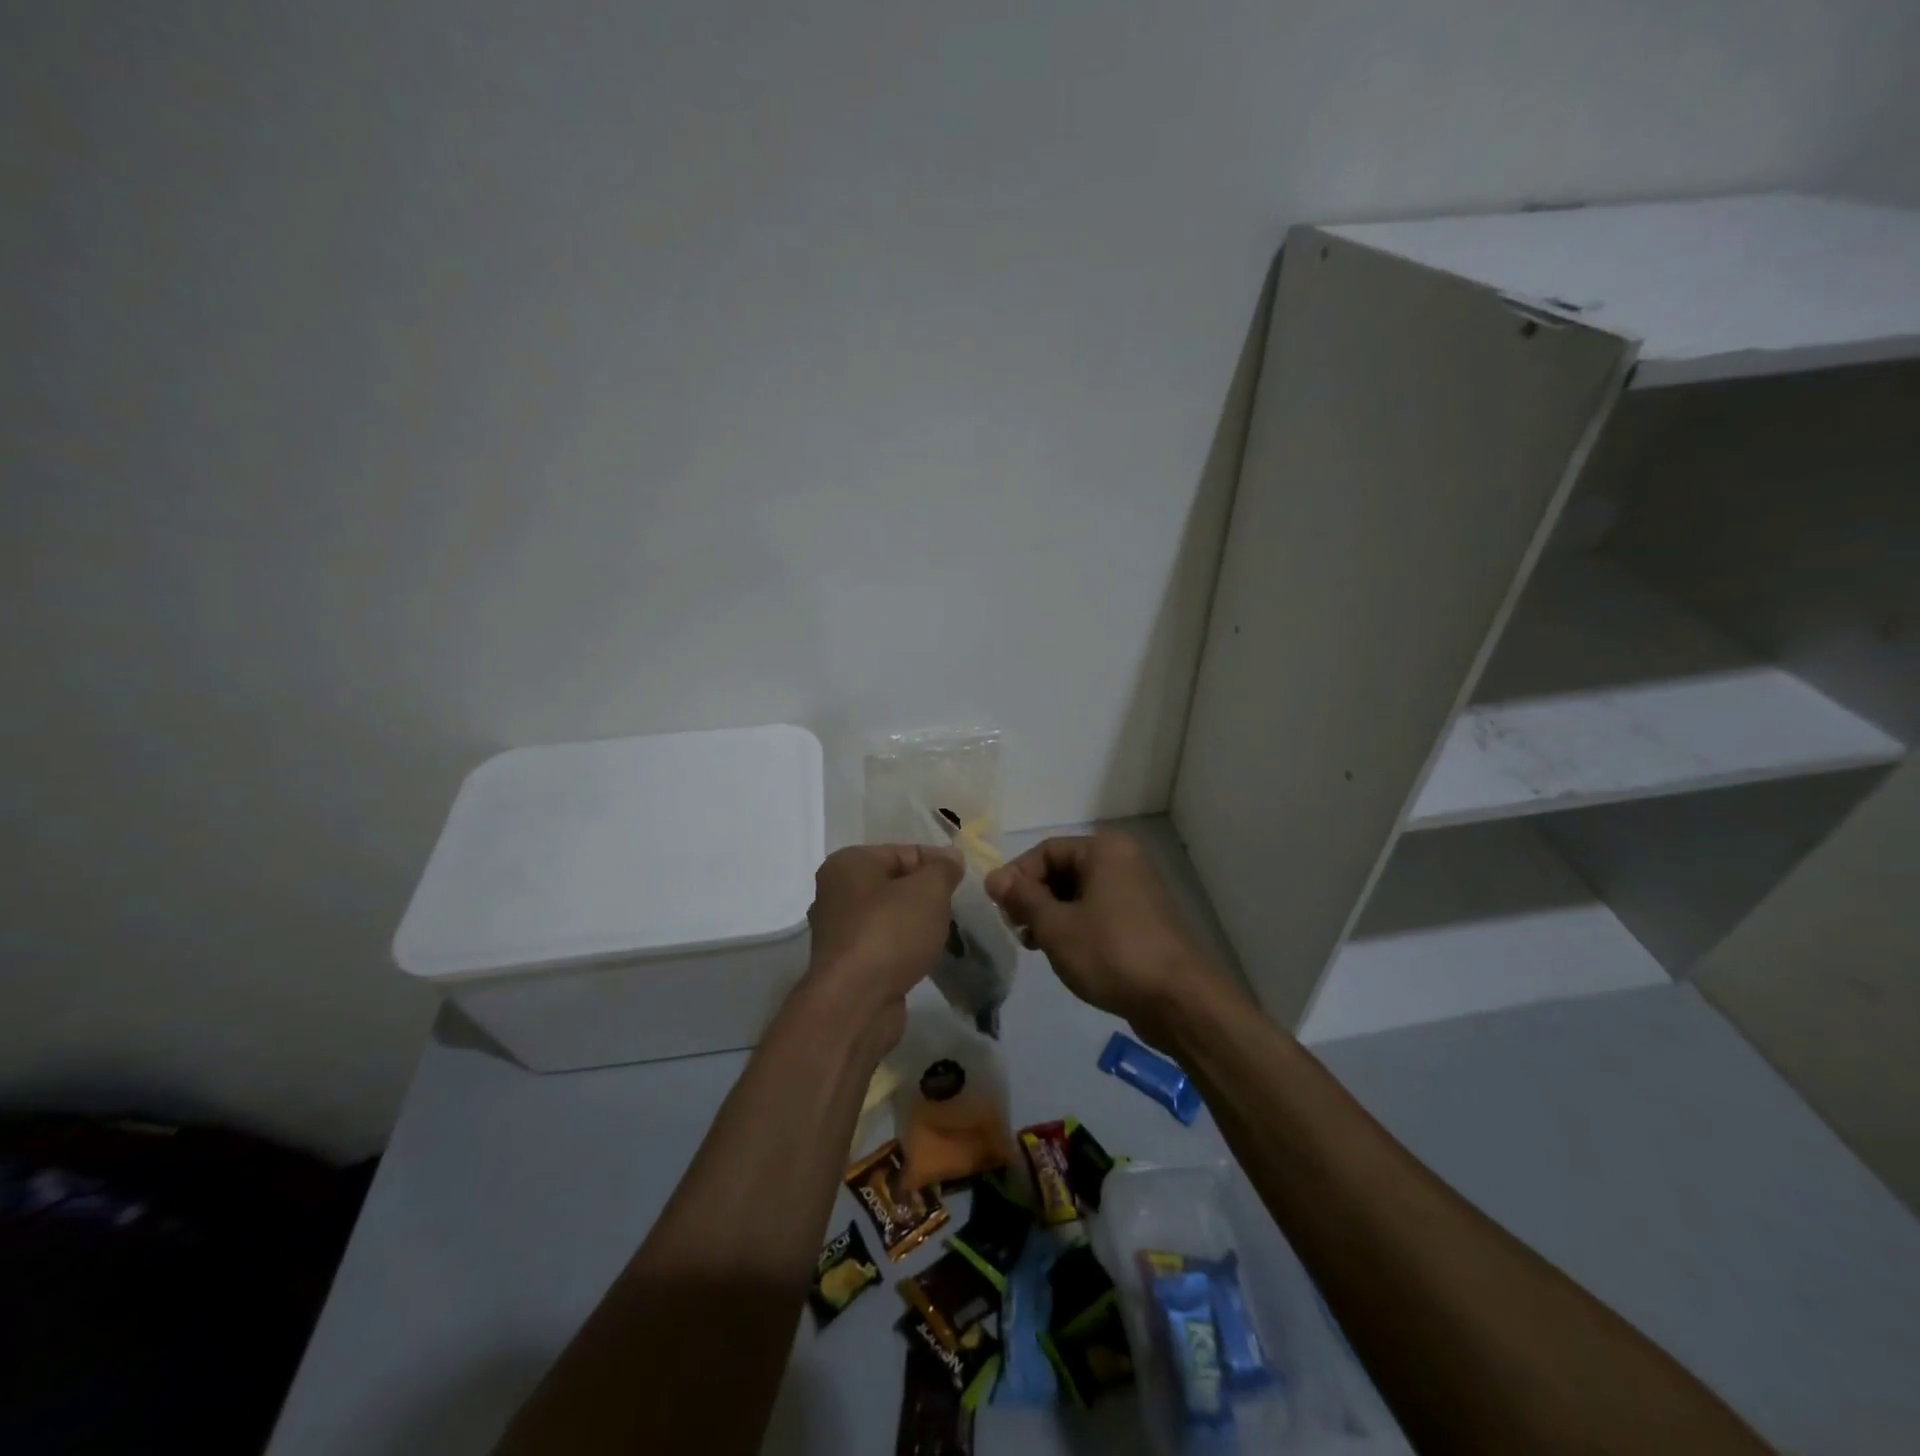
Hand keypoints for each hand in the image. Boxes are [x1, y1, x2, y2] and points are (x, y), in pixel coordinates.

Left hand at [803, 844, 961, 1047]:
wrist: (856, 1003)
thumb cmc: (890, 933)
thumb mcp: (928, 891)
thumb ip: (943, 869)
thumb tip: (951, 858)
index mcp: (848, 863)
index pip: (903, 852)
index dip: (937, 863)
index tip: (964, 880)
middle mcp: (836, 892)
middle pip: (895, 883)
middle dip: (927, 895)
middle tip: (956, 908)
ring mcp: (839, 930)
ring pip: (890, 915)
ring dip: (917, 923)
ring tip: (946, 933)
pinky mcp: (847, 963)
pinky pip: (884, 943)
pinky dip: (905, 947)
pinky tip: (925, 956)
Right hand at [985, 831, 1225, 1041]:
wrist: (1179, 1000)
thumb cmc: (1111, 953)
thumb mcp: (1056, 926)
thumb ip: (1022, 898)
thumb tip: (994, 877)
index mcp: (1104, 850)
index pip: (1045, 850)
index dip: (1017, 877)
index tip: (1000, 910)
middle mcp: (1123, 860)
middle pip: (1062, 869)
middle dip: (1034, 898)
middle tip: (1017, 930)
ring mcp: (1136, 890)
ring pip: (1078, 893)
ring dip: (1051, 915)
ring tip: (1037, 946)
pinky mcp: (1142, 919)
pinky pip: (1098, 911)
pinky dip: (1075, 926)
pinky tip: (1064, 953)